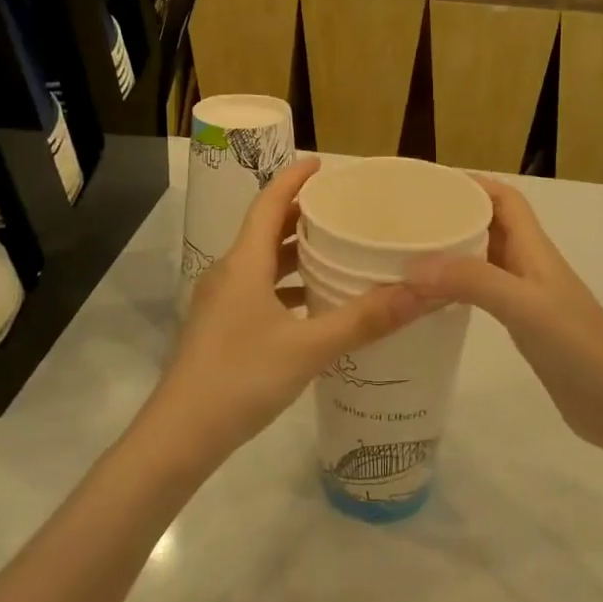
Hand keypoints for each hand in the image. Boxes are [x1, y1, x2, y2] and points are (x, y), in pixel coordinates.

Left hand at [145, 158, 433, 466]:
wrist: (180, 436)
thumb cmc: (241, 378)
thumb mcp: (309, 347)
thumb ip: (365, 319)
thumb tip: (422, 292)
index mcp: (244, 262)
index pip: (269, 202)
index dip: (294, 178)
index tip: (323, 164)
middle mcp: (229, 273)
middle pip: (266, 229)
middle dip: (301, 214)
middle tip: (342, 208)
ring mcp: (222, 303)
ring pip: (262, 263)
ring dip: (294, 252)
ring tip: (336, 251)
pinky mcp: (222, 329)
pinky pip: (259, 290)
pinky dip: (287, 286)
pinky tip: (315, 305)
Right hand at [405, 177, 602, 450]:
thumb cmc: (579, 346)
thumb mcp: (524, 306)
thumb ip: (473, 281)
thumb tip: (414, 265)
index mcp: (534, 249)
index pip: (505, 199)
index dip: (472, 185)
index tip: (431, 185)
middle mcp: (529, 265)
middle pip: (490, 225)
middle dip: (453, 216)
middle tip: (409, 223)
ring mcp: (527, 296)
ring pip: (484, 258)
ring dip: (453, 251)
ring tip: (411, 256)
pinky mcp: (523, 325)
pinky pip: (484, 291)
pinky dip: (458, 287)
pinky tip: (434, 300)